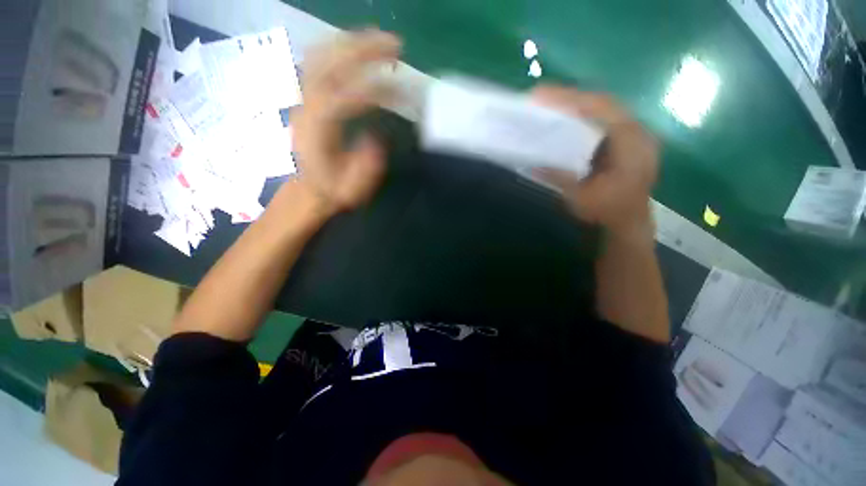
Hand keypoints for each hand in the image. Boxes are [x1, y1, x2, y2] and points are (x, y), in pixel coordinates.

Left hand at [291, 30, 401, 215]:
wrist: (308, 189)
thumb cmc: (332, 190)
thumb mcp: (351, 189)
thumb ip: (364, 167)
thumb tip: (376, 139)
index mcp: (318, 132)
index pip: (344, 98)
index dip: (374, 89)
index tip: (400, 89)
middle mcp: (307, 108)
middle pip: (330, 65)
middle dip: (363, 50)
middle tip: (395, 46)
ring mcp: (304, 99)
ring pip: (321, 56)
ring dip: (351, 43)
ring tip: (380, 41)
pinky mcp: (307, 97)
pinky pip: (319, 62)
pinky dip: (339, 50)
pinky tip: (357, 50)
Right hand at [530, 86, 658, 237]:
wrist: (627, 222)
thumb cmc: (606, 212)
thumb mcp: (579, 198)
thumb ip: (560, 177)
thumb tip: (533, 163)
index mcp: (632, 146)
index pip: (602, 110)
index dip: (572, 100)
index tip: (543, 96)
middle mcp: (637, 133)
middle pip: (603, 103)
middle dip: (571, 97)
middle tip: (541, 96)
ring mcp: (633, 134)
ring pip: (603, 108)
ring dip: (576, 104)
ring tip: (549, 103)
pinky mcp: (625, 139)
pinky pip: (602, 119)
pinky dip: (582, 115)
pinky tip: (565, 117)